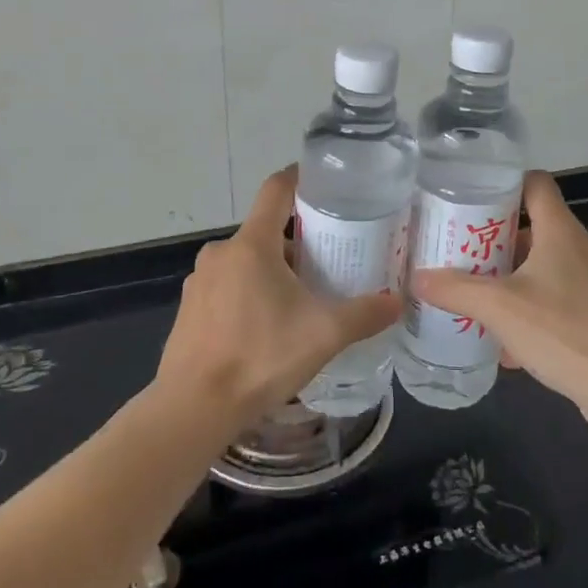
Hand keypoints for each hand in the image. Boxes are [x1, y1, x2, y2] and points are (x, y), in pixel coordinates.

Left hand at [156, 168, 400, 433]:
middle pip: (265, 230)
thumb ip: (364, 314)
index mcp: (252, 244)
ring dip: (273, 271)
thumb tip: (398, 301)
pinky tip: (266, 327)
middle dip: (297, 240)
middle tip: (329, 259)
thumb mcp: (323, 335)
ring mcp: (200, 281)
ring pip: (246, 261)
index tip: (326, 184)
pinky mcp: (189, 308)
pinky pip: (227, 286)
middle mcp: (222, 252)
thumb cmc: (260, 358)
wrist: (193, 409)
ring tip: (302, 298)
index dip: (301, 179)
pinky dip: (249, 293)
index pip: (277, 189)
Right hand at [411, 171, 587, 426]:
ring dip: (510, 274)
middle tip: (460, 250)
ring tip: (476, 292)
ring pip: (542, 263)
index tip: (471, 198)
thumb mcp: (498, 308)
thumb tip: (416, 277)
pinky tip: (505, 337)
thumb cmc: (561, 331)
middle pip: (533, 224)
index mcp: (560, 230)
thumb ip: (455, 290)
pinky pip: (555, 294)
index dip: (504, 183)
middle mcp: (579, 246)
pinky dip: (529, 304)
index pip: (535, 183)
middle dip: (495, 238)